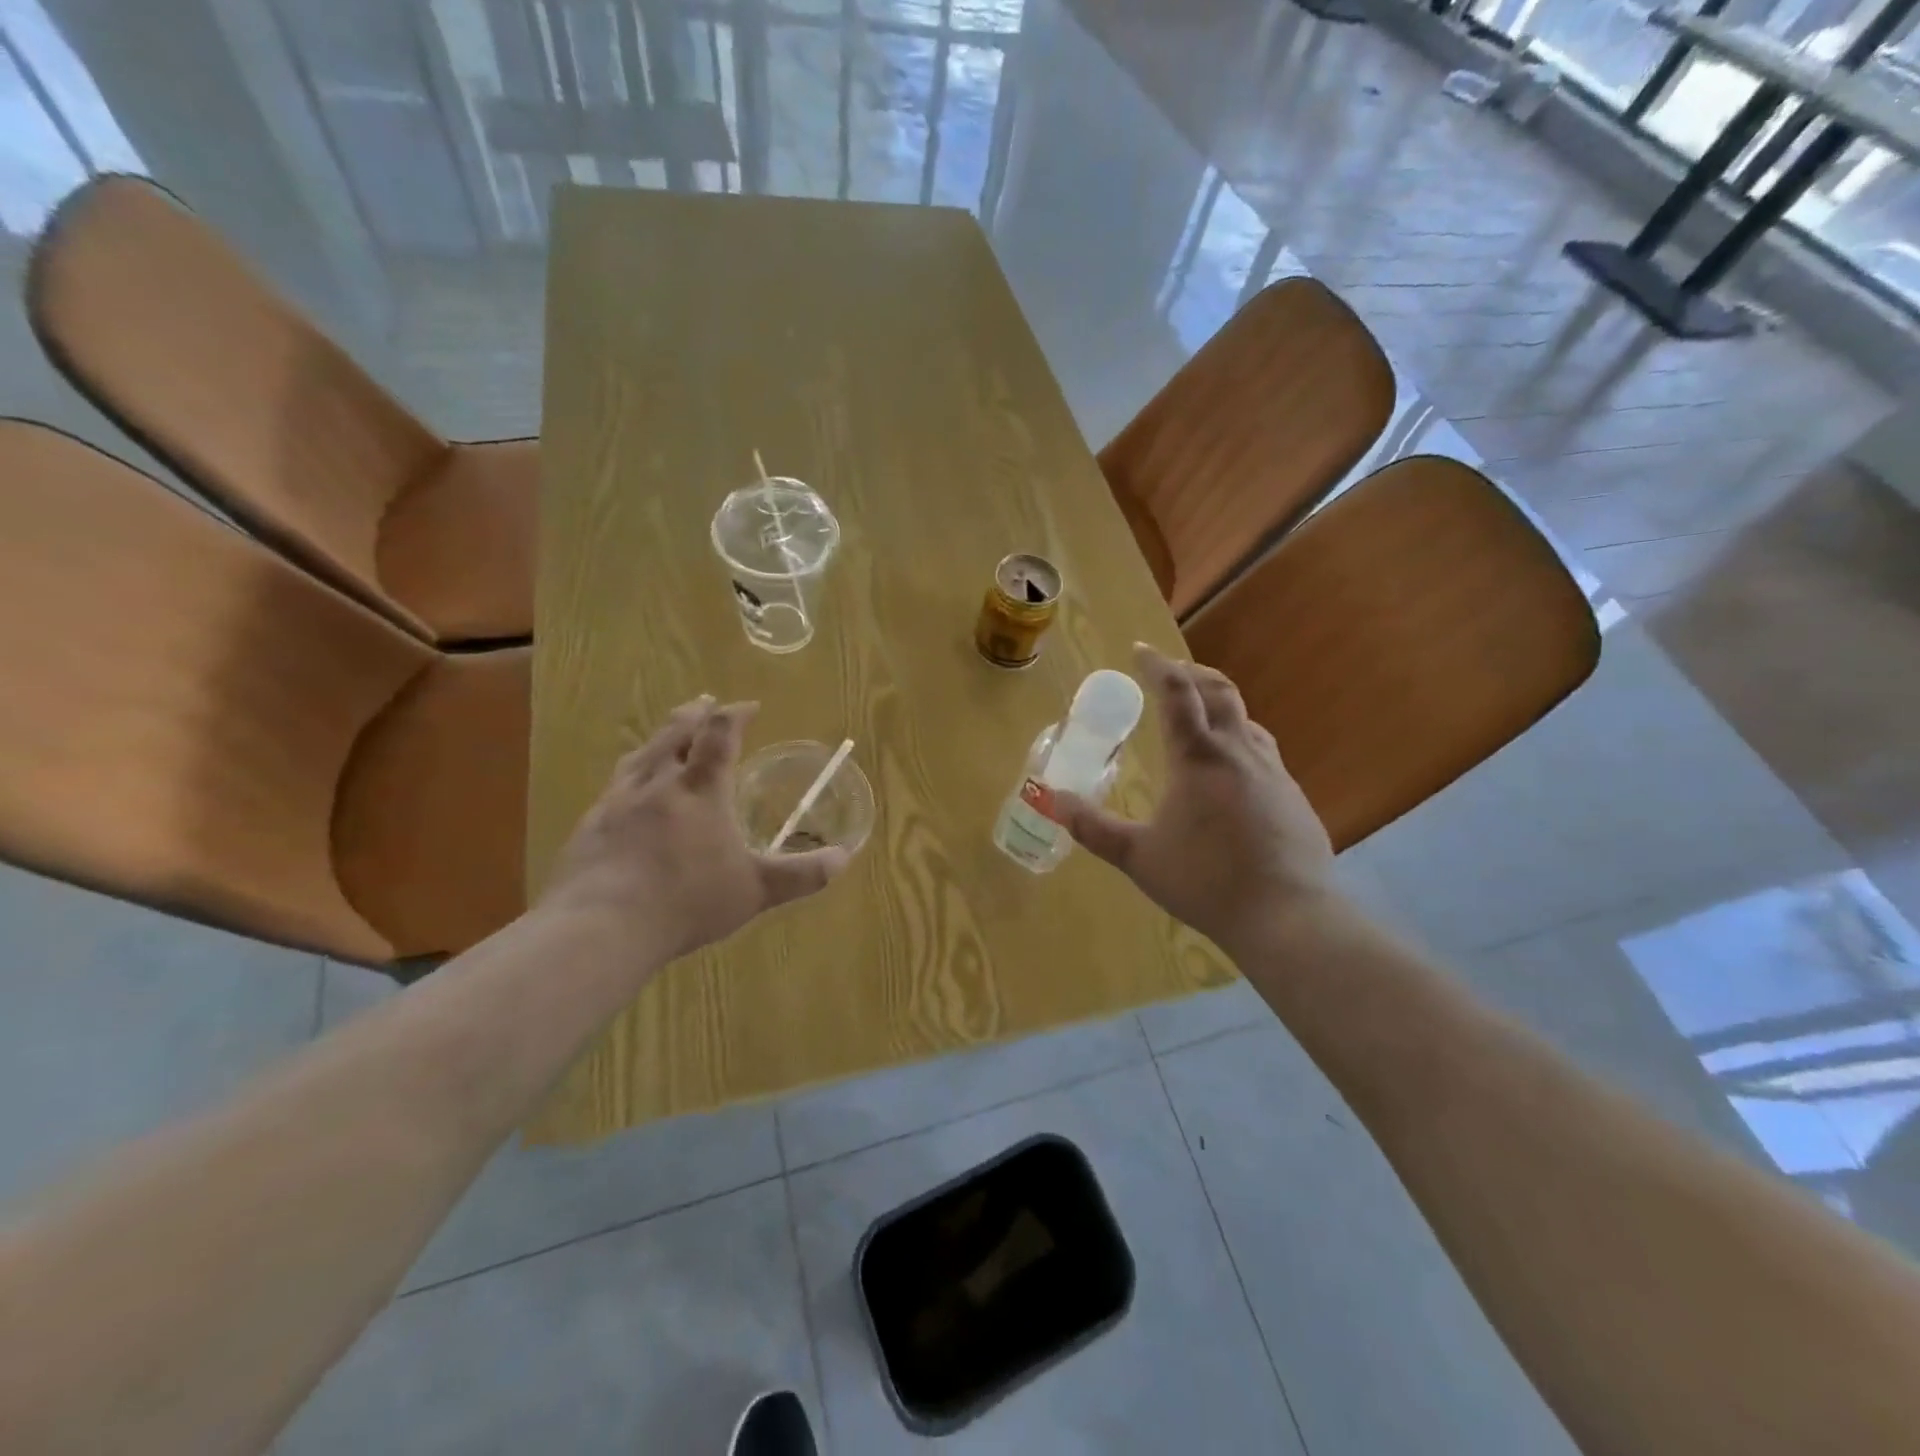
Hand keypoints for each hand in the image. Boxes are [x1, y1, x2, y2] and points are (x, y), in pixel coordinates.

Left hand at [540, 697, 849, 970]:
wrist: (601, 926)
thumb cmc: (687, 901)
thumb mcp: (756, 891)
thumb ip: (802, 874)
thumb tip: (844, 858)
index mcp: (700, 789)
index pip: (719, 735)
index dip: (734, 715)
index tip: (748, 706)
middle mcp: (658, 783)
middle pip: (675, 733)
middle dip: (694, 714)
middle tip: (704, 702)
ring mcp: (618, 802)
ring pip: (641, 755)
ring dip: (660, 738)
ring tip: (666, 736)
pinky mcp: (590, 825)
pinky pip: (615, 786)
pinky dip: (632, 776)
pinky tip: (629, 794)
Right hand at [1056, 644, 1341, 958]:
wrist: (1287, 915)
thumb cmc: (1205, 880)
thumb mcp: (1138, 856)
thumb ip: (1093, 827)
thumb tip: (1053, 800)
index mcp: (1198, 757)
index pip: (1176, 693)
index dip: (1157, 666)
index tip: (1141, 650)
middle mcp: (1238, 752)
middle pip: (1219, 692)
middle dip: (1192, 674)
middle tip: (1171, 672)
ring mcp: (1273, 771)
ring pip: (1246, 719)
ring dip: (1220, 705)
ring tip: (1200, 715)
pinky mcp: (1293, 795)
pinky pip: (1263, 751)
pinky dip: (1239, 740)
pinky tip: (1231, 771)